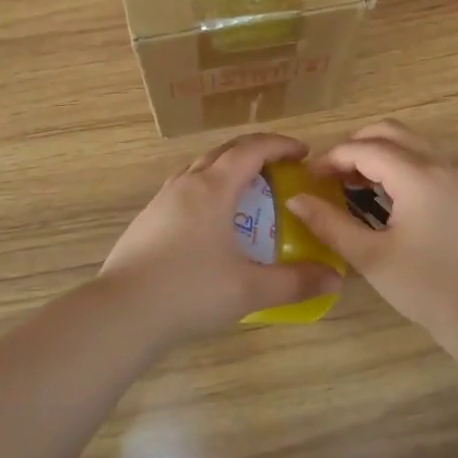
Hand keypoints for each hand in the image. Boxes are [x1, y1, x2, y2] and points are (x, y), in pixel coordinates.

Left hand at [98, 132, 343, 344]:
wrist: (122, 312)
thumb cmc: (190, 291)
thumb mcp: (249, 289)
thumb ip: (295, 282)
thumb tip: (335, 277)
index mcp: (212, 189)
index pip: (251, 150)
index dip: (279, 145)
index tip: (303, 152)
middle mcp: (185, 184)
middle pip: (223, 152)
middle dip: (255, 152)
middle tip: (280, 167)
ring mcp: (161, 201)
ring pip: (198, 169)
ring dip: (226, 169)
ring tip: (246, 191)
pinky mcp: (145, 221)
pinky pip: (183, 190)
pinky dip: (206, 190)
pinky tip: (210, 222)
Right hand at [286, 119, 457, 338]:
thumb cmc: (426, 286)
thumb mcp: (371, 257)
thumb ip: (330, 224)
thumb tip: (296, 200)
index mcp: (416, 177)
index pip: (364, 149)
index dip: (332, 158)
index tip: (309, 179)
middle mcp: (437, 165)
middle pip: (388, 131)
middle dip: (354, 146)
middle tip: (330, 175)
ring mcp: (452, 177)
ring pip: (408, 142)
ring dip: (376, 152)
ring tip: (351, 183)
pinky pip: (422, 158)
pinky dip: (396, 163)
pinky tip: (380, 195)